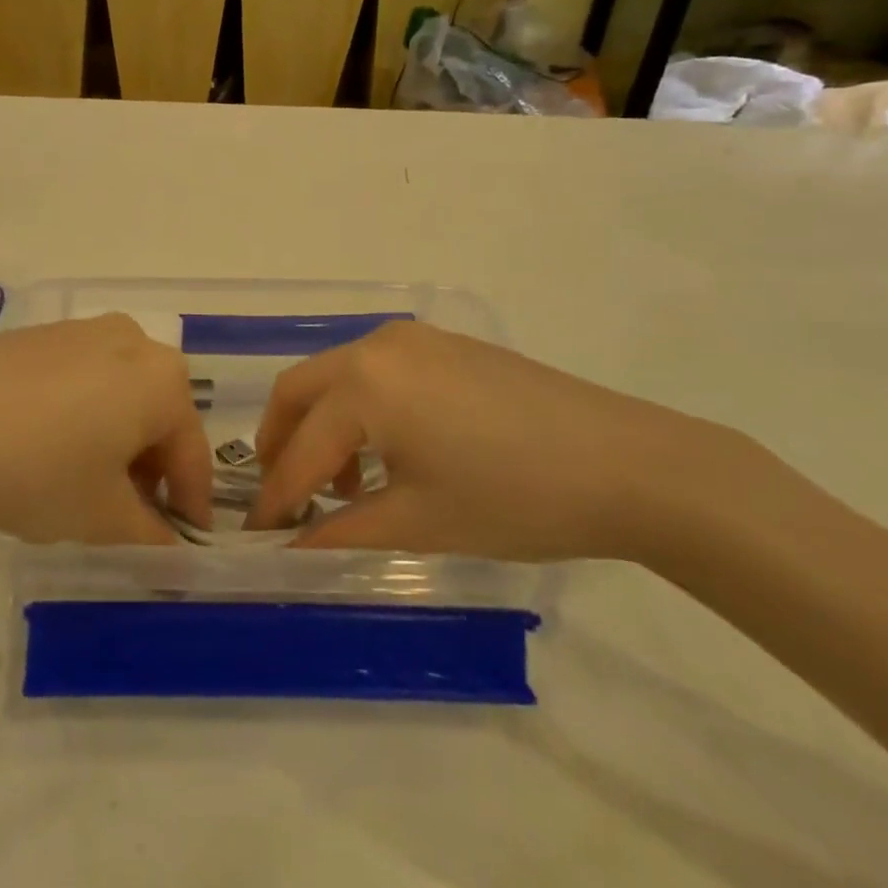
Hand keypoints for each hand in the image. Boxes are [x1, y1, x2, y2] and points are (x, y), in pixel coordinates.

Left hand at [0, 315, 212, 545]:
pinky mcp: (37, 334)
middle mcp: (131, 340)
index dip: (191, 505)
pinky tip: (43, 449)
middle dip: (150, 470)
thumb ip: (152, 535)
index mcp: (162, 378)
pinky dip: (79, 415)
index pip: (192, 452)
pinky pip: (79, 378)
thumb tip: (171, 545)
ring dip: (115, 440)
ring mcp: (80, 331)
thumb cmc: (36, 470)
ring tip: (83, 485)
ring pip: (118, 394)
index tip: (183, 544)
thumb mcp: (102, 517)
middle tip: (128, 516)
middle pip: (157, 416)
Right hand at [245, 321, 743, 559]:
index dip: (276, 497)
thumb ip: (341, 531)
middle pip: (300, 390)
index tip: (257, 536)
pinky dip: (361, 408)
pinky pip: (376, 371)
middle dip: (280, 441)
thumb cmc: (514, 498)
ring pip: (337, 376)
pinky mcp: (443, 345)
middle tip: (282, 494)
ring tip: (345, 485)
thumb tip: (291, 549)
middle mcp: (376, 346)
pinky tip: (390, 453)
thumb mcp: (419, 523)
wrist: (630, 465)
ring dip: (323, 425)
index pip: (300, 449)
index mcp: (364, 385)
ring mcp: (413, 338)